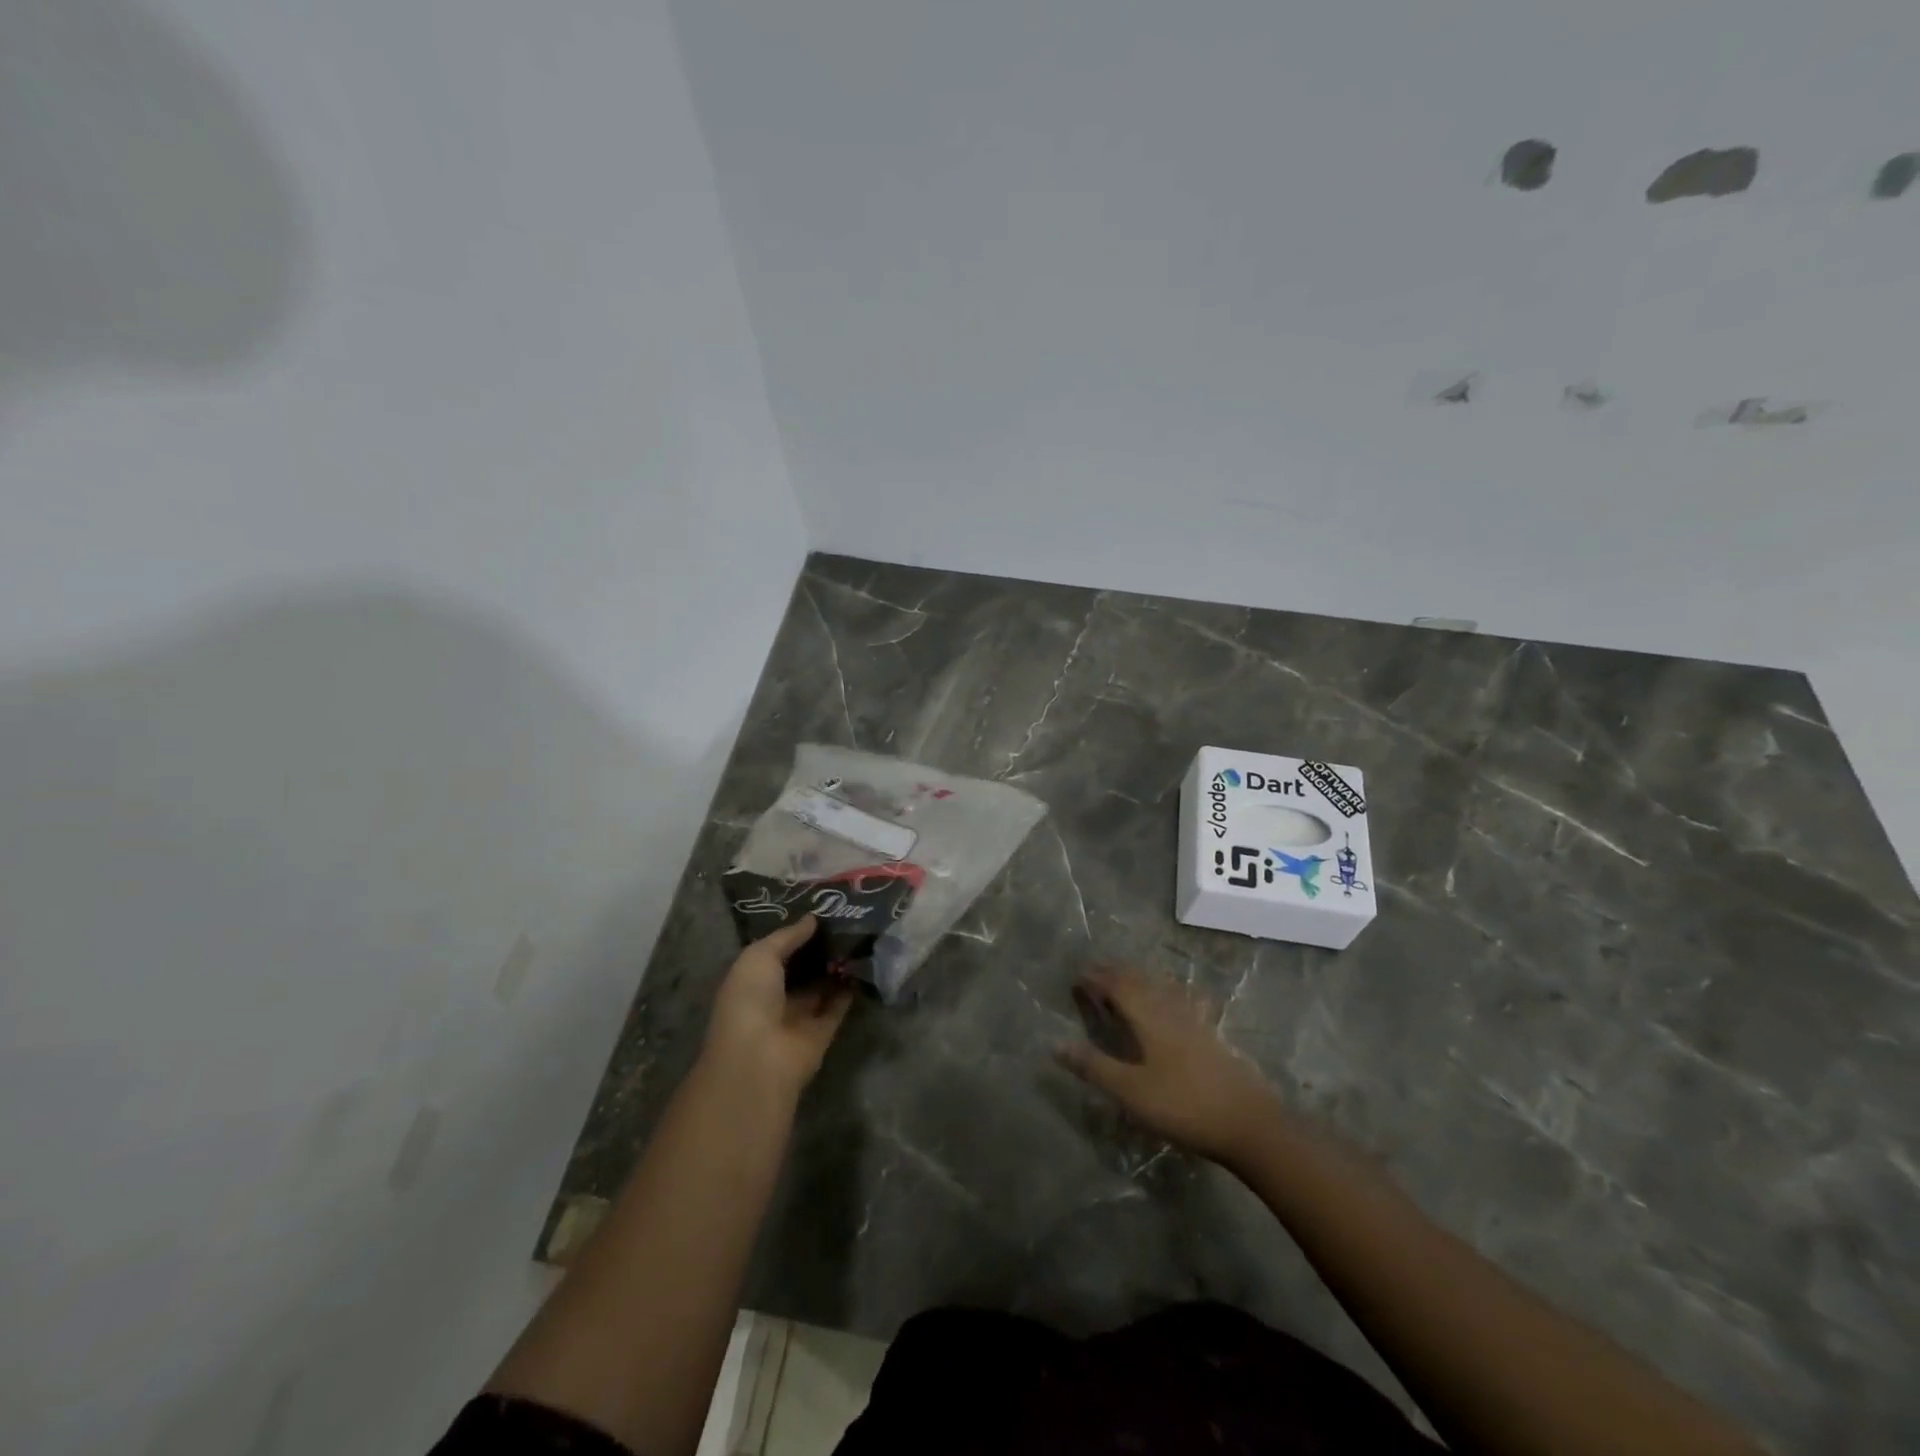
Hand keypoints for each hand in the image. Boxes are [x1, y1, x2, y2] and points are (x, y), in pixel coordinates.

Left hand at [702, 917, 853, 1100]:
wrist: (760, 1058)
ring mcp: (799, 1016)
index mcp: (751, 979)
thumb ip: (787, 936)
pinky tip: (864, 963)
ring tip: (858, 936)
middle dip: (819, 948)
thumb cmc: (750, 1000)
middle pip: (801, 968)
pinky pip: (838, 1005)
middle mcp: (774, 997)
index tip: (820, 910)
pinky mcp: (822, 1032)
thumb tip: (813, 919)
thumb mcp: (760, 956)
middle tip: (846, 920)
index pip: (776, 952)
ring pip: (821, 986)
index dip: (795, 933)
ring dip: (836, 966)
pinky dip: (850, 988)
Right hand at [1059, 966, 1280, 1164]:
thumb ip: (1095, 1066)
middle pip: (1140, 981)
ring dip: (1139, 979)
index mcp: (1149, 1017)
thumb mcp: (1131, 1091)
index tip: (1076, 977)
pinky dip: (1167, 992)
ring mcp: (1195, 1021)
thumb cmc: (1183, 1106)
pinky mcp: (1211, 1035)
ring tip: (1126, 979)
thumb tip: (1056, 1044)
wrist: (1249, 1124)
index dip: (1095, 979)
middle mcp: (1170, 1009)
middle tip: (1096, 971)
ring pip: (1161, 988)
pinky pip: (1181, 1000)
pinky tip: (1176, 999)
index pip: (1117, 986)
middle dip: (1115, 973)